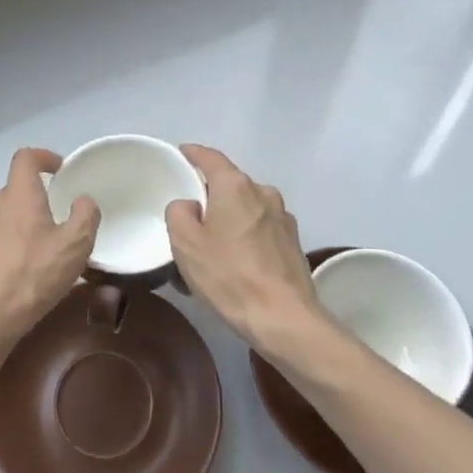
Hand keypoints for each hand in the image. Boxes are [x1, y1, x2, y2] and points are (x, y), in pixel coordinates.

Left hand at [0, 147, 99, 353]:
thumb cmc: (31, 278)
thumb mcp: (74, 248)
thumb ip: (85, 216)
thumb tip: (83, 200)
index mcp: (18, 194)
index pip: (26, 157)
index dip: (43, 157)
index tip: (59, 169)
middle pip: (14, 190)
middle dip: (33, 202)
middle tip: (52, 227)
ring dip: (15, 225)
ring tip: (31, 254)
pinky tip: (8, 272)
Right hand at [166, 144, 325, 356]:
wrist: (284, 319)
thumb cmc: (229, 275)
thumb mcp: (185, 243)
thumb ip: (178, 212)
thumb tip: (190, 206)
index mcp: (235, 186)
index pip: (210, 157)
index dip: (193, 154)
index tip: (182, 154)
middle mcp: (263, 192)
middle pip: (230, 184)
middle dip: (210, 195)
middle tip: (190, 217)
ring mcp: (283, 218)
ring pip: (247, 208)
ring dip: (230, 220)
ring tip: (213, 248)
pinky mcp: (293, 243)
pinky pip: (261, 230)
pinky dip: (247, 237)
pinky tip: (237, 264)